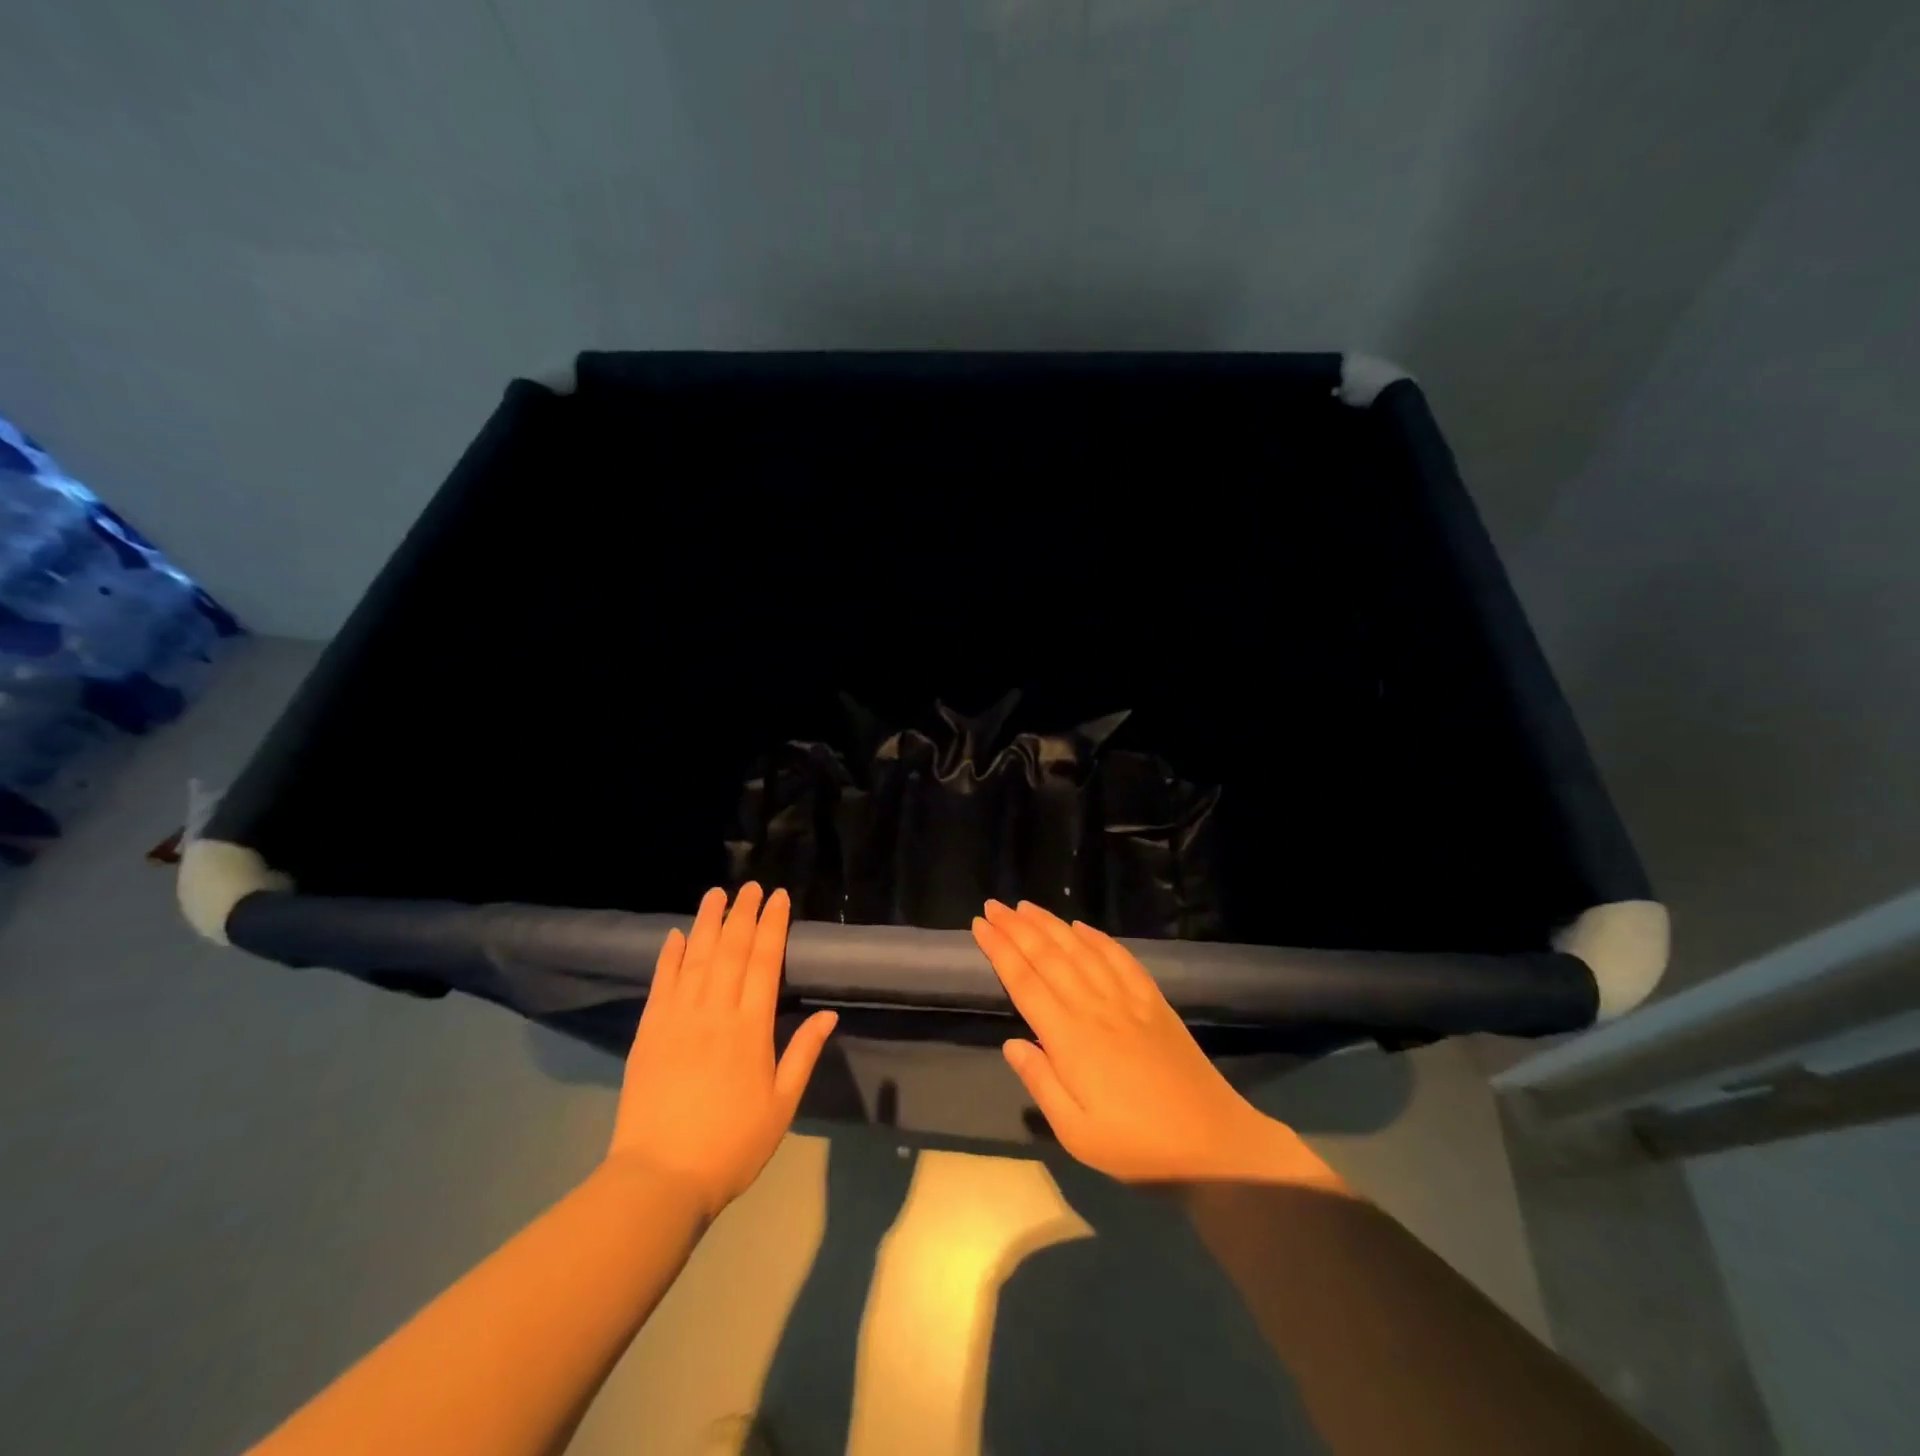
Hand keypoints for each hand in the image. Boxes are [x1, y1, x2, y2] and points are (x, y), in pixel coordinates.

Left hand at [608, 884, 836, 1218]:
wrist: (660, 1178)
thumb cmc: (732, 1145)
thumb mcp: (782, 1105)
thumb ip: (803, 1054)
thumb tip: (829, 1014)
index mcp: (750, 1028)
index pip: (764, 962)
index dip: (773, 926)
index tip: (778, 898)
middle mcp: (714, 1012)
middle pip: (730, 950)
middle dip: (743, 914)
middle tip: (751, 885)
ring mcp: (677, 1019)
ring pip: (696, 958)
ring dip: (707, 922)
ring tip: (716, 894)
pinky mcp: (649, 1032)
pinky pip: (661, 984)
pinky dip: (669, 956)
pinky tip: (676, 935)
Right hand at [972, 900, 1342, 1189]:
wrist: (1213, 1145)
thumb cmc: (1137, 1147)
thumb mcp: (1076, 1133)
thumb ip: (1041, 1083)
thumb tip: (1011, 1043)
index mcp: (1069, 1038)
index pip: (1025, 982)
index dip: (1000, 951)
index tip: (980, 925)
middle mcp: (1094, 1007)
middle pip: (1048, 957)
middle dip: (1017, 928)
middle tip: (994, 905)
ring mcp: (1126, 1000)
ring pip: (1080, 950)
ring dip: (1051, 924)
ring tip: (1026, 906)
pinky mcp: (1153, 1001)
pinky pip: (1120, 958)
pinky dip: (1098, 938)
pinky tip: (1082, 926)